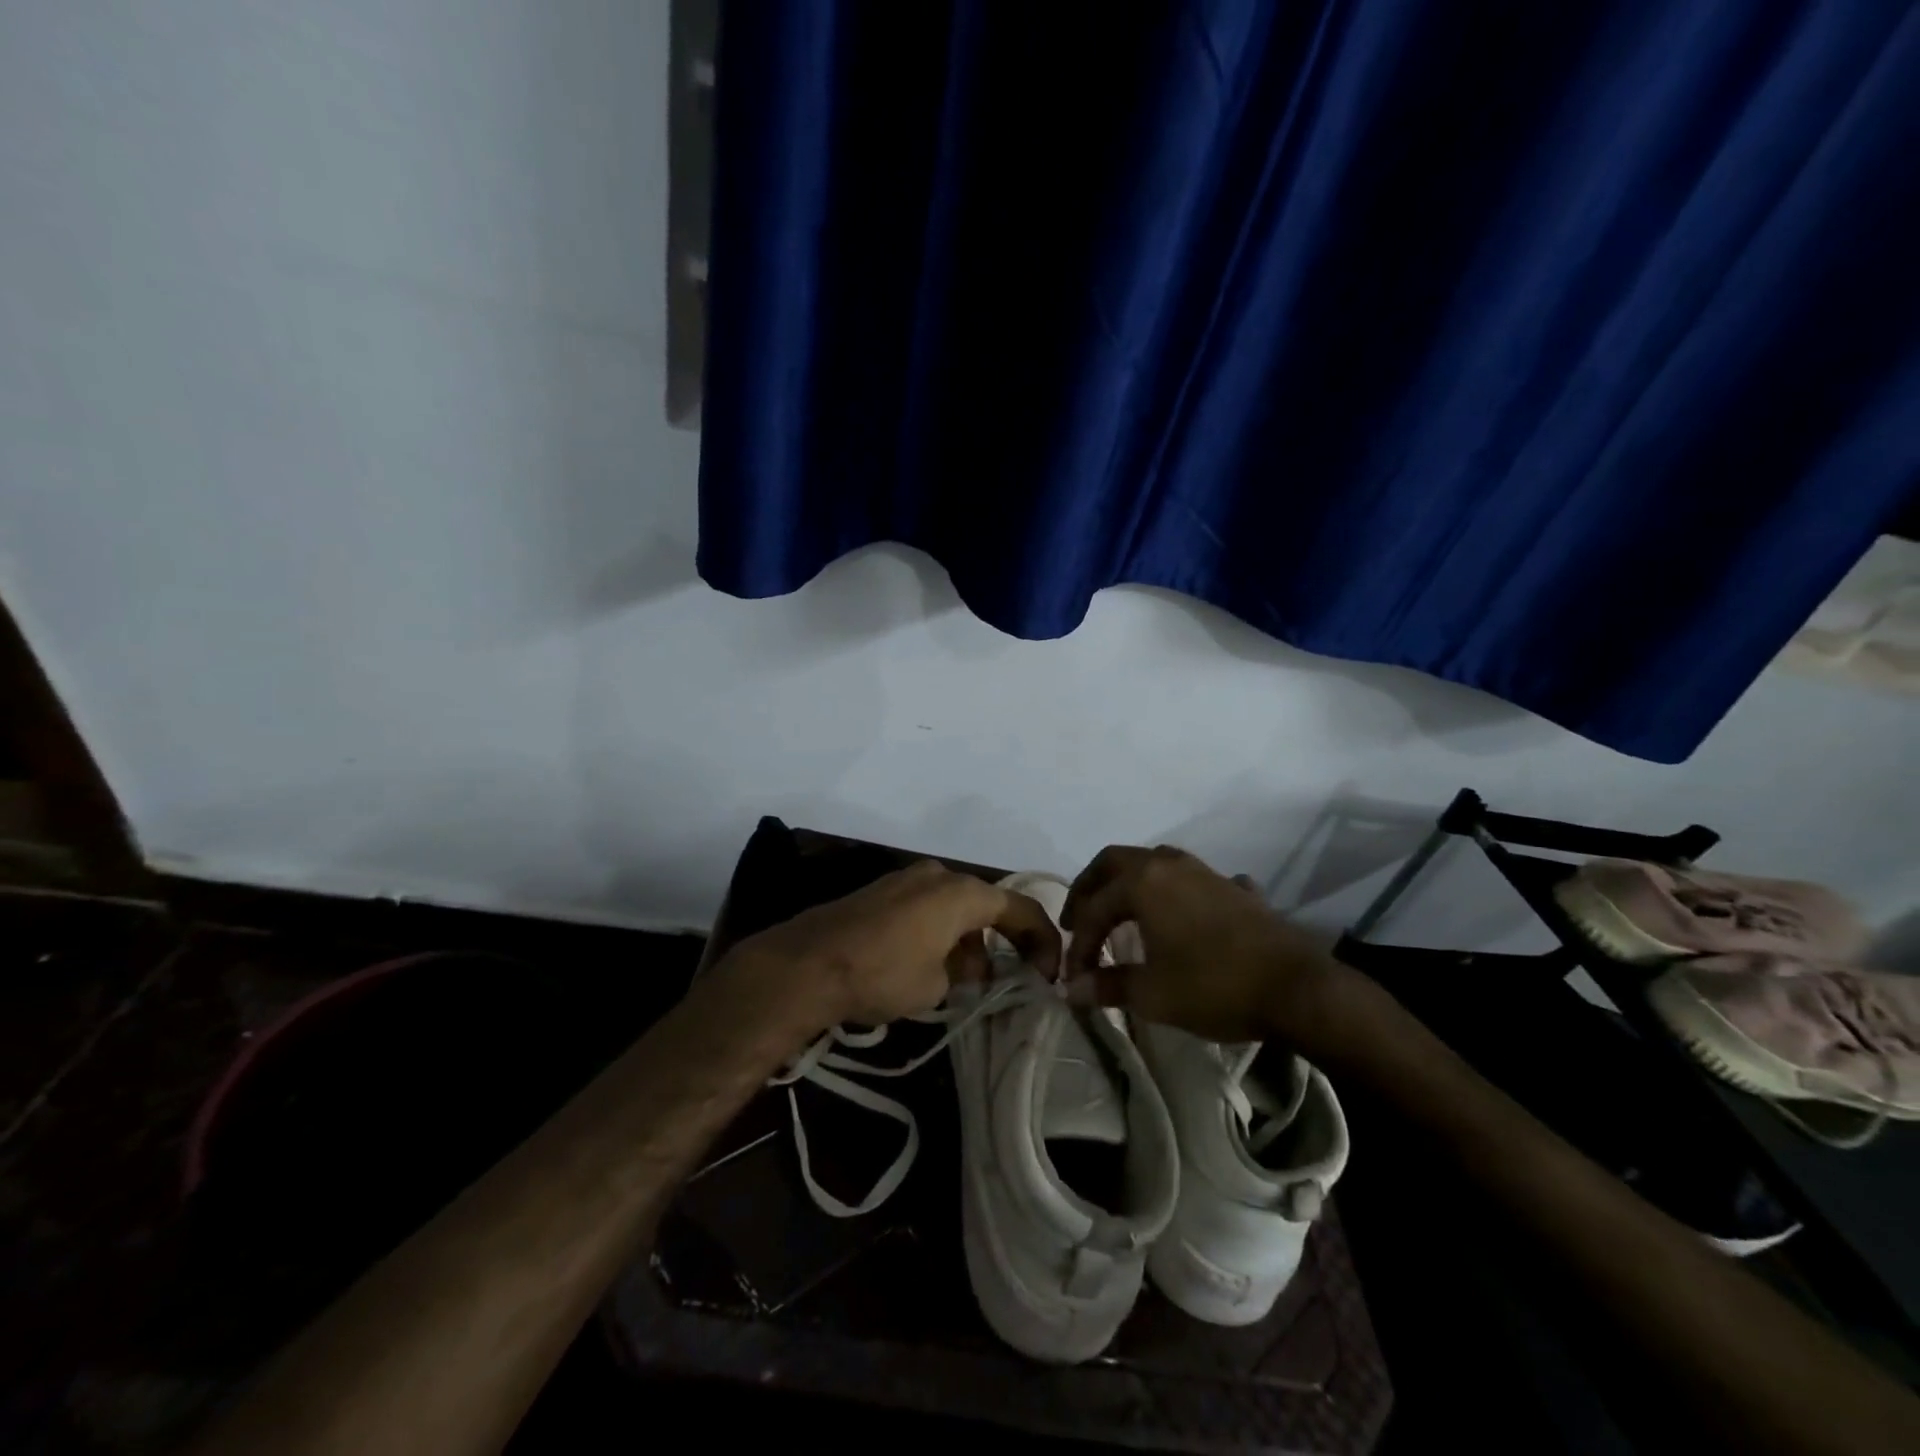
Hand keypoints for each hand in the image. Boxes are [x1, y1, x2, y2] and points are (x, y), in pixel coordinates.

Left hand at [722, 861, 1061, 1031]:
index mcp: (962, 892)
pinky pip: (926, 909)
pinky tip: (930, 966)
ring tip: (966, 984)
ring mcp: (906, 879)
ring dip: (968, 941)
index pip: (1020, 908)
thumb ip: (965, 972)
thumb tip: (969, 968)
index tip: (1048, 974)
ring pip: (955, 908)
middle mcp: (938, 875)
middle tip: (1008, 981)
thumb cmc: (882, 973)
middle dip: (1002, 942)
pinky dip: (940, 933)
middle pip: (986, 905)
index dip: (1042, 941)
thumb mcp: (937, 985)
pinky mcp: (881, 892)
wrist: (807, 964)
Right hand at [1061, 845, 1350, 1045]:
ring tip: (1121, 915)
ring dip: (1129, 885)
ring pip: (1153, 863)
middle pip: (1114, 862)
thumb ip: (1106, 986)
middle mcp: (1169, 865)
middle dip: (1089, 889)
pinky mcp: (1233, 888)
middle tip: (1078, 919)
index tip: (1073, 976)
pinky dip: (1175, 894)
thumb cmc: (1214, 986)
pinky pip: (1192, 880)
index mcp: (1142, 882)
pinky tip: (1182, 914)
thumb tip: (1071, 990)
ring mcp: (1205, 872)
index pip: (1093, 908)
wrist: (1296, 988)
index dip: (1078, 943)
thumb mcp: (1152, 994)